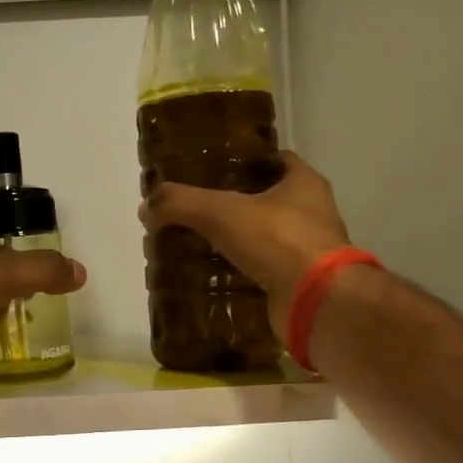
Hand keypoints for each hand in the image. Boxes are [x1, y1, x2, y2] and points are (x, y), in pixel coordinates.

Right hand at [140, 151, 351, 335]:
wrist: (316, 302)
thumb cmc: (278, 241)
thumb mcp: (220, 212)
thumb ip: (179, 203)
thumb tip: (146, 207)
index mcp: (303, 183)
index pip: (274, 160)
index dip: (243, 161)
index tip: (211, 169)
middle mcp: (311, 213)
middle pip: (266, 200)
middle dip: (231, 205)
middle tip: (193, 210)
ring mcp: (307, 251)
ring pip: (263, 238)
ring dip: (234, 241)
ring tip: (194, 243)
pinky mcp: (297, 284)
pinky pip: (261, 272)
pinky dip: (238, 274)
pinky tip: (210, 277)